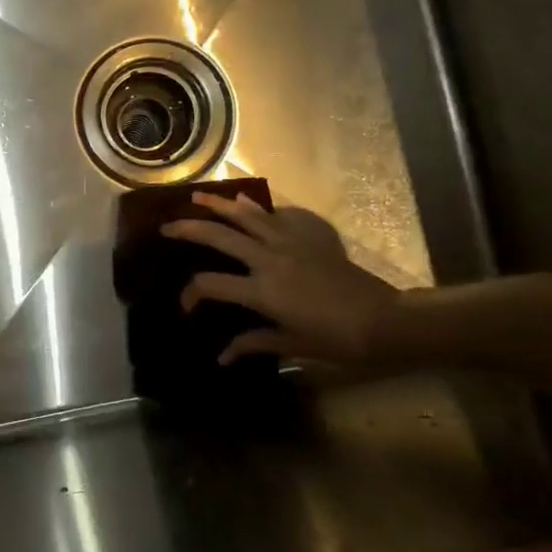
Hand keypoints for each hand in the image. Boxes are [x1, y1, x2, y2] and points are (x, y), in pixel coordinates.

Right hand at [163, 193, 400, 367]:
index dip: (190, 294)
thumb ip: (253, 343)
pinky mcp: (309, 236)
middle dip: (188, 229)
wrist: (384, 320)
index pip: (210, 285)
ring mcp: (289, 242)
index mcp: (261, 291)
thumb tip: (222, 355)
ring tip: (198, 195)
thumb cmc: (336, 340)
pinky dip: (259, 209)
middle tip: (167, 226)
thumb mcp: (291, 345)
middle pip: (219, 236)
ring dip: (219, 204)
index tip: (186, 306)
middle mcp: (268, 259)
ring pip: (247, 215)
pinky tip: (248, 203)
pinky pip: (278, 215)